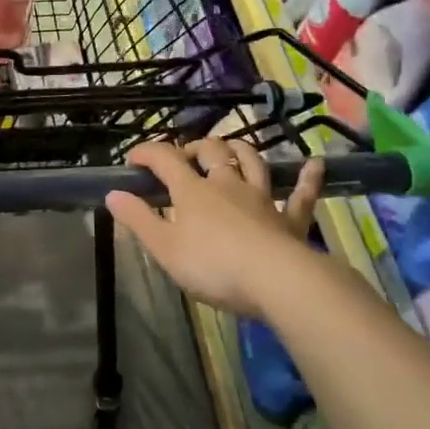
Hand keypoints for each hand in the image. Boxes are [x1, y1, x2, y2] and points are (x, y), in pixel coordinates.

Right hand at [105, 138, 328, 316]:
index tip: (134, 158)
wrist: (277, 280)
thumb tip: (113, 194)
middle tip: (187, 155)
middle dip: (197, 147)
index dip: (148, 152)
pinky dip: (308, 178)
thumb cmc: (213, 265)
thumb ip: (138, 220)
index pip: (165, 159)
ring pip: (252, 162)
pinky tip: (315, 164)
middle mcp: (227, 184)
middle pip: (212, 152)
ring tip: (232, 148)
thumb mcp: (164, 247)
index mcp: (193, 191)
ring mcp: (262, 198)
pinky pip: (302, 195)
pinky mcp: (290, 219)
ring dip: (241, 150)